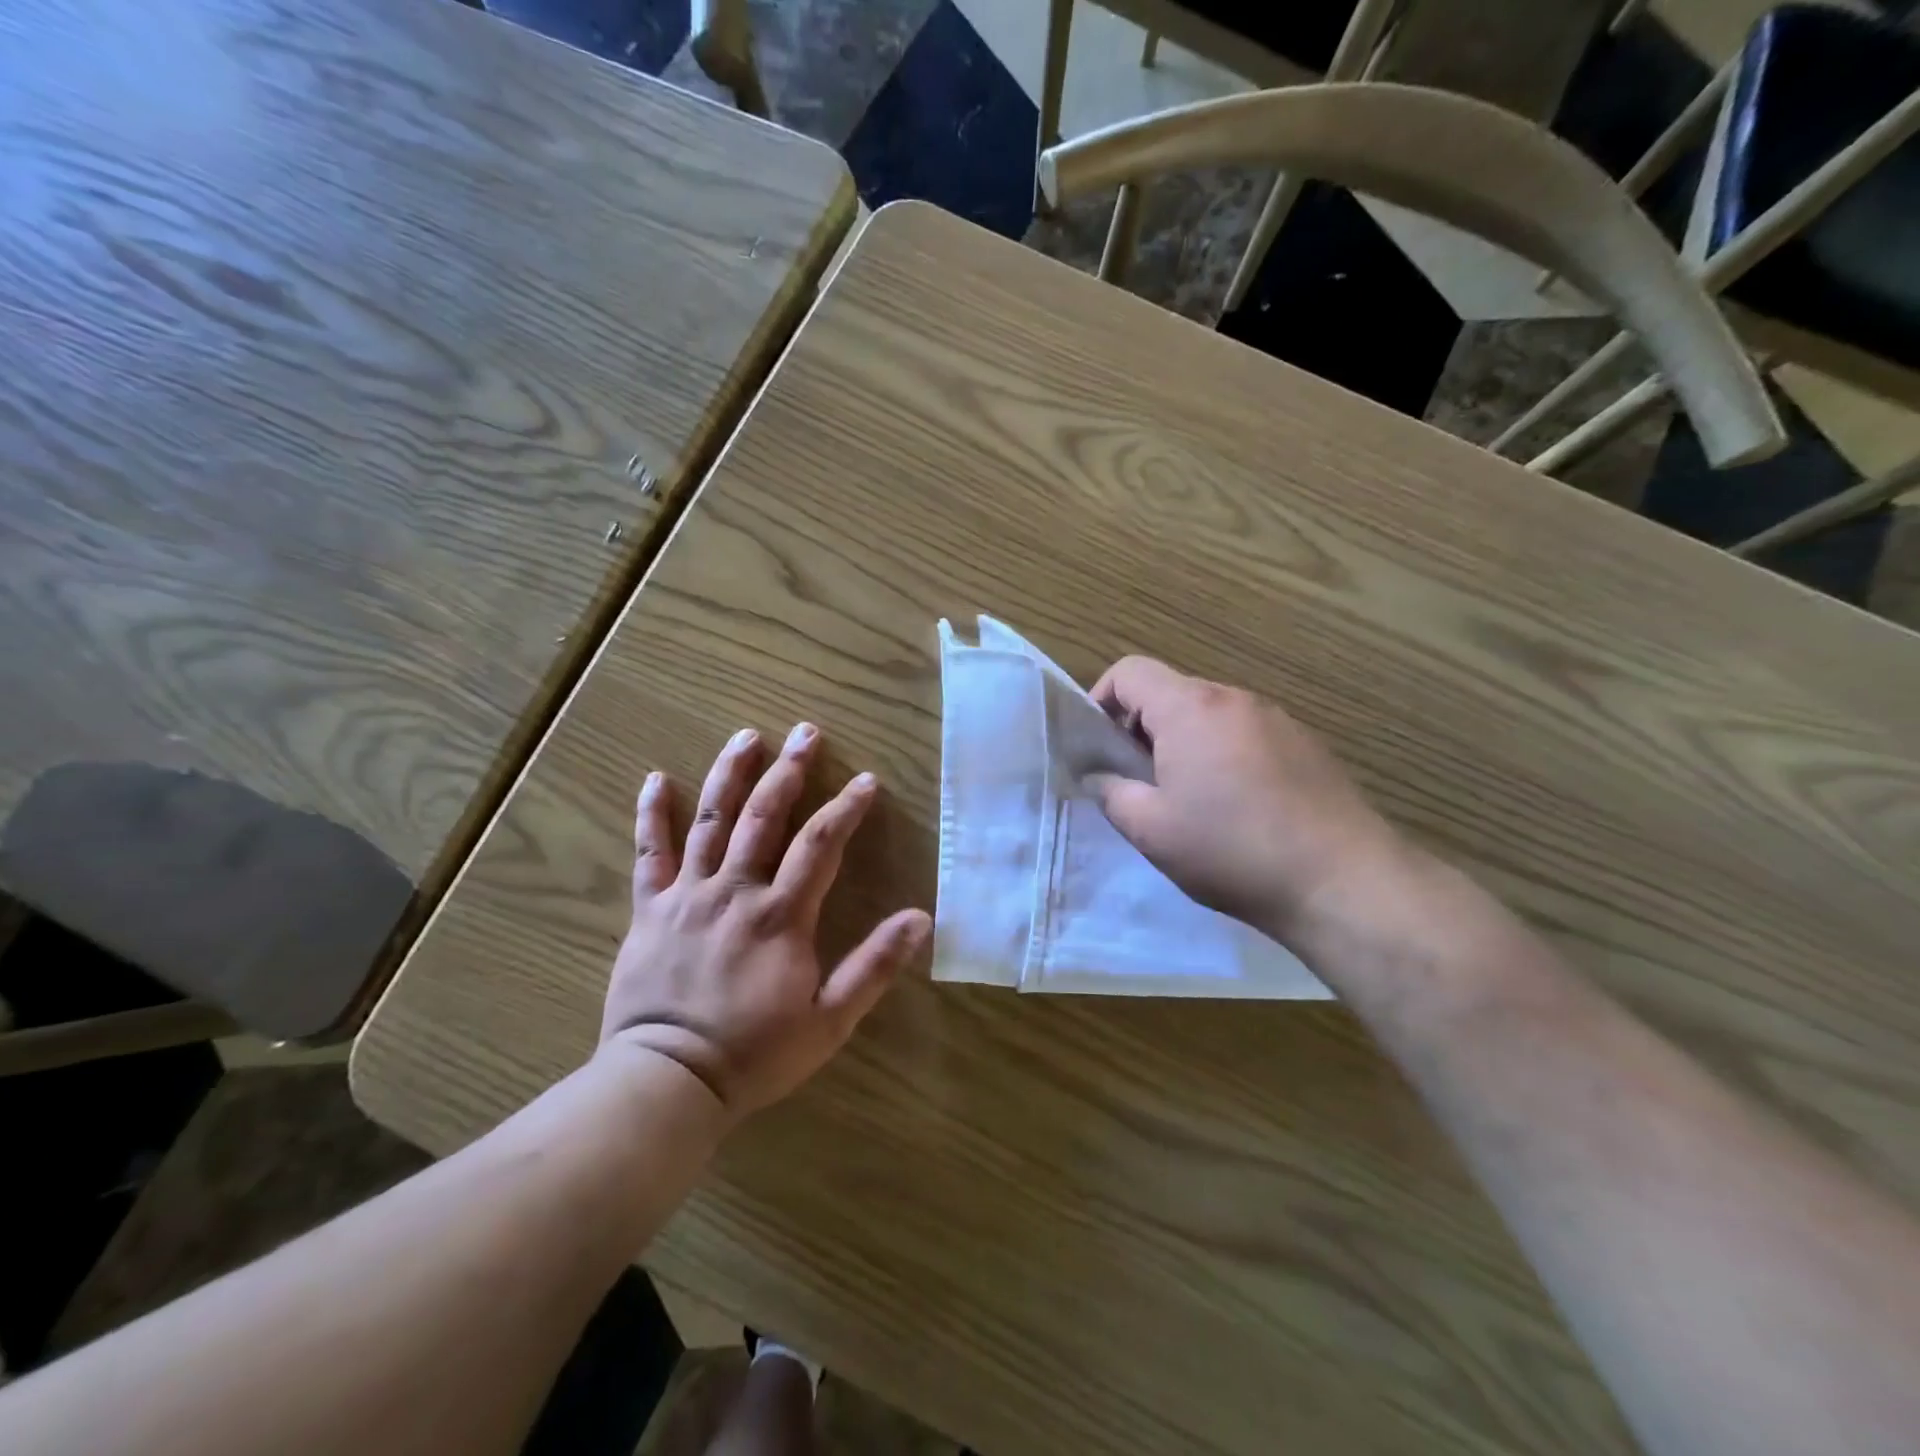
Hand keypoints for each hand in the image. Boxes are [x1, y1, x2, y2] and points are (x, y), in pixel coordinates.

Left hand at [601, 724, 930, 1117]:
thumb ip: (874, 966)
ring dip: (730, 775)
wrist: (667, 1082)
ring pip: (711, 821)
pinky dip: (652, 814)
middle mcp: (736, 891)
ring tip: (747, 737)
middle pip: (765, 817)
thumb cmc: (755, 1053)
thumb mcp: (830, 1021)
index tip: (865, 780)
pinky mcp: (650, 909)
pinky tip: (655, 778)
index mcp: (782, 916)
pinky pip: (649, 853)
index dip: (846, 808)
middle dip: (789, 771)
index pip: (821, 844)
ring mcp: (688, 896)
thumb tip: (921, 918)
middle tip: (805, 732)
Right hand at [1089, 657, 1408, 942]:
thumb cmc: (1231, 849)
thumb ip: (1111, 792)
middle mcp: (1234, 699)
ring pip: (1209, 715)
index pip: (1129, 671)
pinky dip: (1223, 755)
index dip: (1101, 699)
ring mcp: (1276, 718)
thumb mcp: (1150, 829)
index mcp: (1190, 708)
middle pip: (1170, 692)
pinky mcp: (1305, 744)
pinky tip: (1237, 807)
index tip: (1098, 747)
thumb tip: (1098, 775)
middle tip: (1138, 782)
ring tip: (1188, 799)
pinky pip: (1245, 734)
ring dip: (1184, 744)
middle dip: (1141, 729)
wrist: (1342, 880)